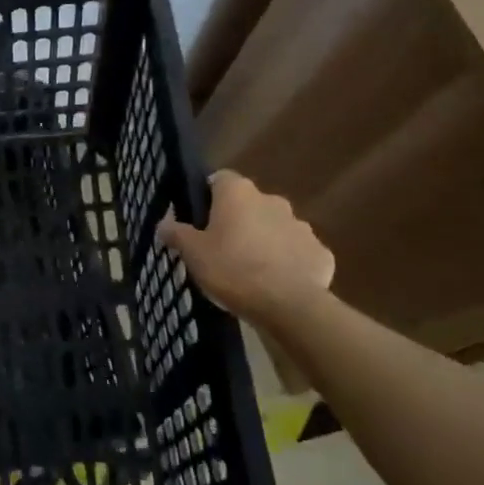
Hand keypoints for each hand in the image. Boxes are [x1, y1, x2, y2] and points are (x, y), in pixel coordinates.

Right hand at [156, 170, 333, 323]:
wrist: (288, 305)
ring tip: (248, 269)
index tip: (199, 218)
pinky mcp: (320, 252)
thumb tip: (163, 223)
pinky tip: (275, 283)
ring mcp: (301, 226)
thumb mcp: (192, 253)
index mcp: (238, 194)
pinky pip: (296, 252)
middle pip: (249, 204)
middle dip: (237, 220)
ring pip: (274, 227)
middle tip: (220, 247)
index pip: (220, 179)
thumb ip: (176, 233)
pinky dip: (286, 262)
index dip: (208, 195)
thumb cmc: (232, 269)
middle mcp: (272, 201)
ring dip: (263, 240)